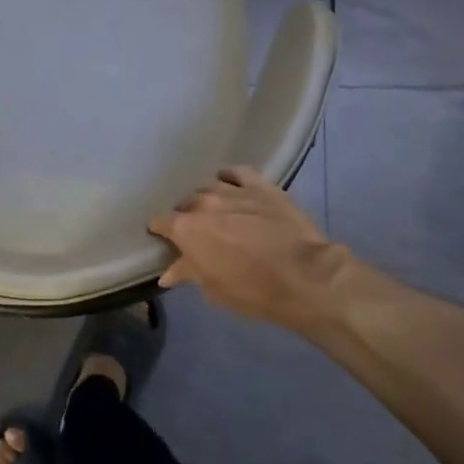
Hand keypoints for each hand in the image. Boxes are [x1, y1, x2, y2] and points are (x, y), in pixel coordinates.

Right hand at [148, 167, 345, 328]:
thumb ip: (188, 272)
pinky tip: (230, 182)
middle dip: (186, 216)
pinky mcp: (262, 186)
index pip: (161, 222)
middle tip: (194, 232)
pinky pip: (238, 173)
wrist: (304, 277)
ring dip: (207, 198)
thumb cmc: (251, 290)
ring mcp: (234, 190)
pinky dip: (230, 177)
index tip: (162, 238)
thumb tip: (168, 272)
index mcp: (187, 228)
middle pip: (186, 203)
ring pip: (209, 187)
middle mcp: (204, 203)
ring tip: (213, 209)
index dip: (159, 230)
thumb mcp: (212, 288)